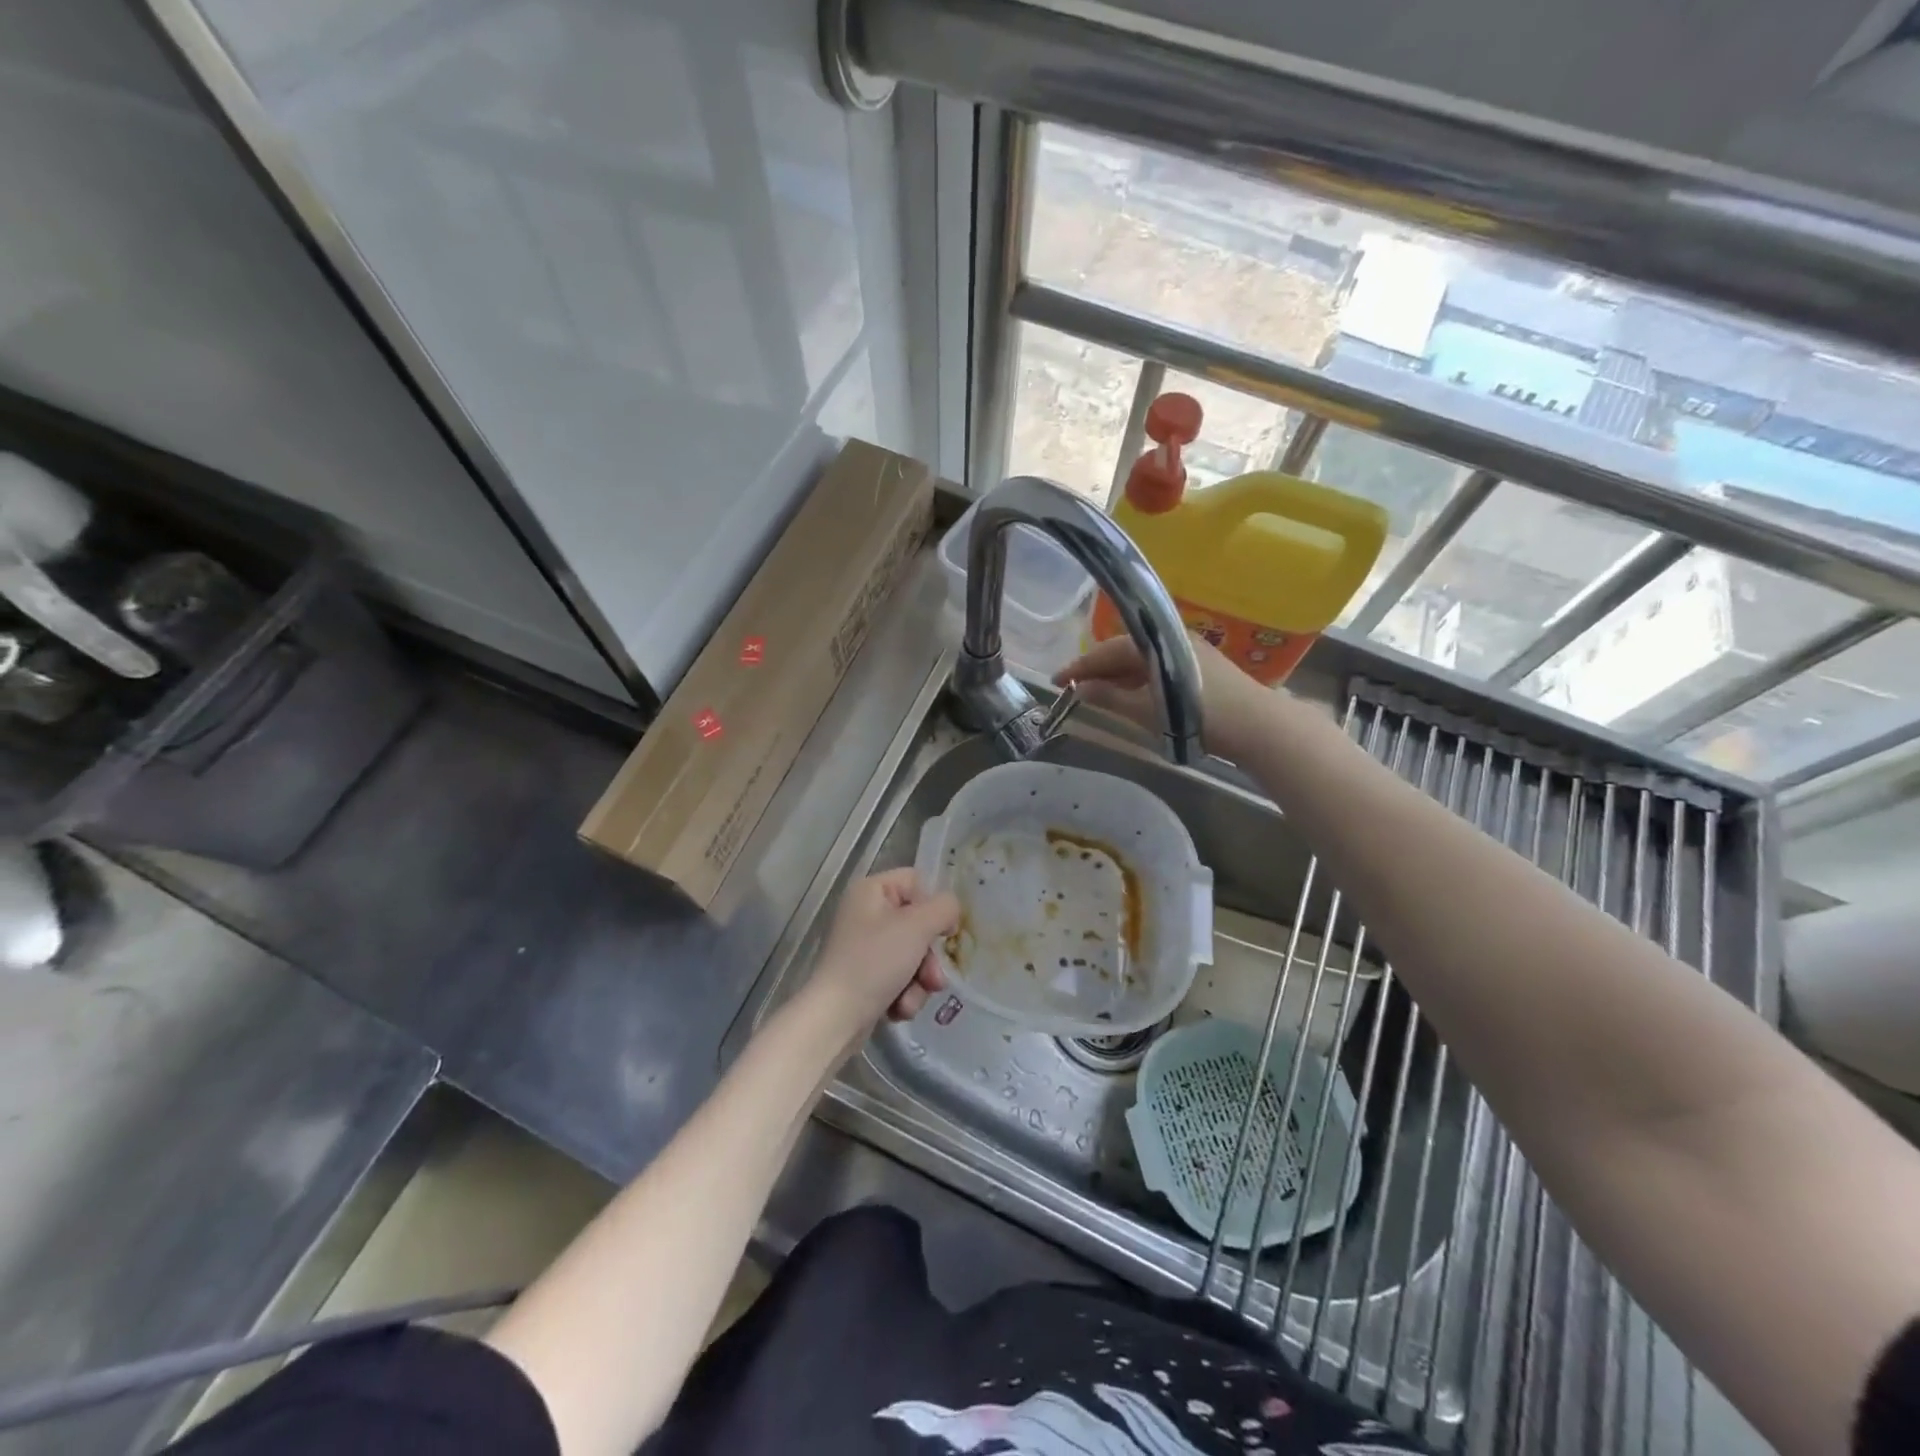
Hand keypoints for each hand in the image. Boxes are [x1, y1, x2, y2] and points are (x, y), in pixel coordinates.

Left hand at [809, 869, 959, 1026]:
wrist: (836, 1018)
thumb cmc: (875, 962)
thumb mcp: (917, 927)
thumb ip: (944, 909)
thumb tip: (950, 911)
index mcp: (870, 891)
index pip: (915, 882)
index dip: (933, 906)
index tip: (944, 931)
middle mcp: (865, 914)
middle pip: (917, 925)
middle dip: (928, 958)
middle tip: (932, 979)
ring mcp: (864, 948)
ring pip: (912, 956)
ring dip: (919, 982)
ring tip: (909, 1001)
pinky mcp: (865, 977)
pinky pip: (899, 978)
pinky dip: (904, 995)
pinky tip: (897, 1009)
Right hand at [1056, 631, 1269, 758]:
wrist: (1260, 727)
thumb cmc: (1201, 717)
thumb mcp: (1148, 710)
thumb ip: (1111, 697)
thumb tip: (1080, 689)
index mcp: (1157, 642)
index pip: (1108, 649)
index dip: (1080, 666)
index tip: (1056, 681)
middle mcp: (1172, 637)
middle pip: (1124, 649)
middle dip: (1097, 668)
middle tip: (1074, 688)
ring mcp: (1189, 650)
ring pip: (1142, 658)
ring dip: (1118, 674)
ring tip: (1097, 693)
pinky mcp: (1202, 666)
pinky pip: (1158, 665)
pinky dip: (1139, 678)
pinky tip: (1131, 694)